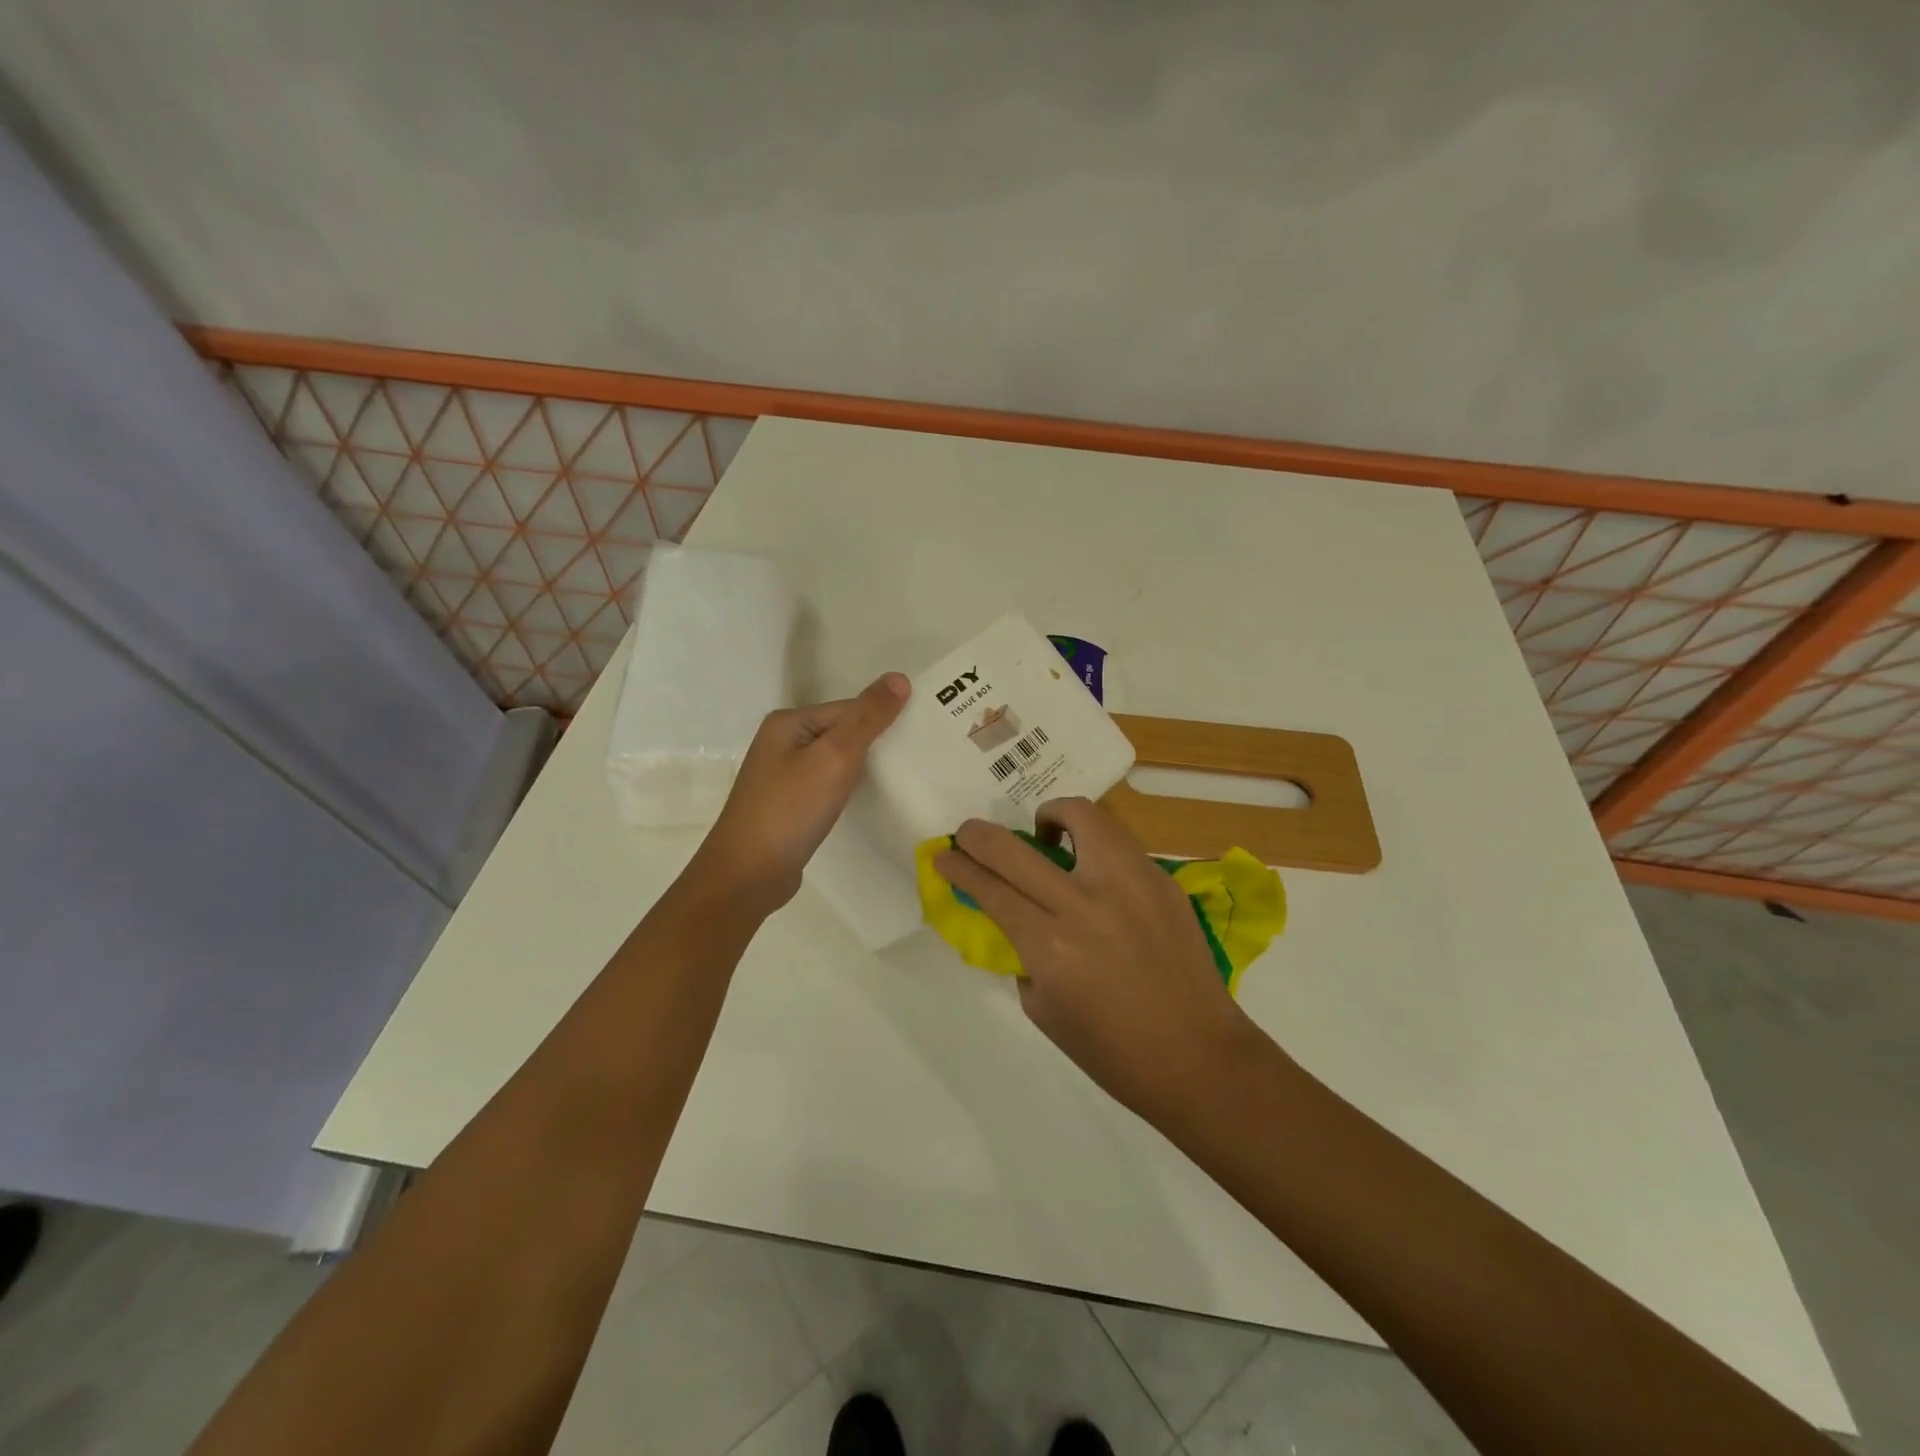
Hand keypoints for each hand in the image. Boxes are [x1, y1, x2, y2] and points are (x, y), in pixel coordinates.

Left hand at [695, 673, 909, 911]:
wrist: (749, 874)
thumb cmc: (791, 810)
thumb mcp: (834, 757)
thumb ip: (867, 718)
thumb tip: (899, 677)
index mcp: (788, 723)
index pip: (849, 709)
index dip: (883, 720)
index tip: (920, 736)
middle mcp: (782, 742)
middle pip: (843, 732)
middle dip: (876, 743)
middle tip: (919, 756)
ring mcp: (783, 775)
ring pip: (836, 760)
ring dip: (863, 768)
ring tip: (901, 778)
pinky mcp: (789, 804)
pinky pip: (827, 784)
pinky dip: (848, 789)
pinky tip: (866, 800)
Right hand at [934, 797, 1257, 1118]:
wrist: (1197, 1056)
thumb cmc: (1112, 1050)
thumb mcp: (1043, 1009)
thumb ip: (1022, 953)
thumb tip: (1014, 916)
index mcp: (1050, 945)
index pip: (990, 888)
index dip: (959, 867)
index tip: (944, 855)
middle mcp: (1085, 903)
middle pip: (1014, 847)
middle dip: (978, 835)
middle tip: (969, 835)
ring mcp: (1130, 883)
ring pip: (1080, 816)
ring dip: (1050, 817)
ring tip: (1047, 835)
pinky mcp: (1162, 880)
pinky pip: (1117, 842)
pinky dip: (1093, 843)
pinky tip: (1092, 868)